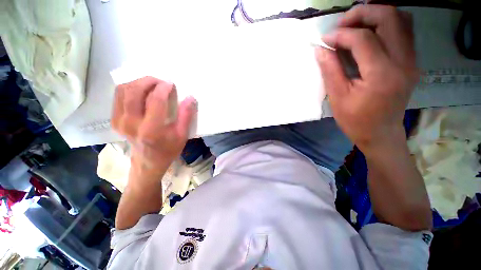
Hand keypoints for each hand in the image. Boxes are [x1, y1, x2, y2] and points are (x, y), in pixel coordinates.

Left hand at [111, 77, 196, 177]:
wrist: (148, 162)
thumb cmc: (168, 149)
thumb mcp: (182, 135)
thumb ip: (186, 116)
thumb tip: (190, 98)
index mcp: (152, 129)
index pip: (155, 100)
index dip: (163, 88)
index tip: (171, 84)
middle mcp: (131, 124)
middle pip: (134, 91)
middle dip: (149, 81)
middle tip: (161, 82)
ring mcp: (120, 121)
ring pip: (123, 90)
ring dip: (138, 82)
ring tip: (152, 85)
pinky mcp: (115, 120)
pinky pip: (119, 96)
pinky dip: (130, 88)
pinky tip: (142, 91)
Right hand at [316, 5, 418, 151]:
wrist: (380, 133)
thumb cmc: (355, 120)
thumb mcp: (337, 97)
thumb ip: (330, 70)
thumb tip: (321, 49)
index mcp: (382, 74)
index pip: (363, 39)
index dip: (341, 34)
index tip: (325, 40)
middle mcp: (403, 62)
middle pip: (389, 17)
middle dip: (362, 13)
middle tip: (342, 25)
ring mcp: (411, 60)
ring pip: (400, 19)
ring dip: (375, 15)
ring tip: (355, 26)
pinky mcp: (411, 61)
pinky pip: (403, 31)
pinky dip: (386, 24)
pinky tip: (370, 34)